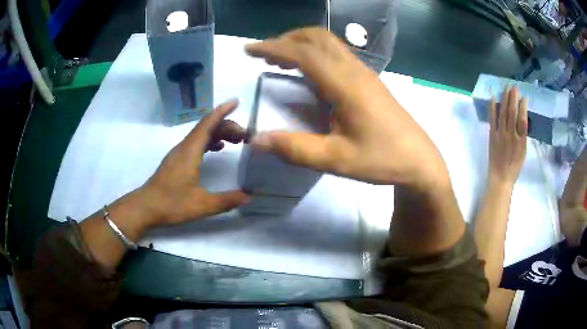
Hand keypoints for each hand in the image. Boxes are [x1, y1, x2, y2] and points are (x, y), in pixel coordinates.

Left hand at [140, 100, 250, 226]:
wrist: (145, 207)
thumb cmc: (172, 204)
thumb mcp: (202, 205)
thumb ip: (226, 200)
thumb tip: (248, 196)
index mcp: (190, 151)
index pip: (208, 123)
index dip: (222, 111)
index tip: (236, 101)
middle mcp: (185, 147)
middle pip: (207, 127)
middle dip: (227, 125)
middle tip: (245, 136)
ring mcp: (179, 153)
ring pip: (201, 134)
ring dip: (219, 133)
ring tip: (237, 140)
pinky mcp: (177, 160)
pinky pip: (196, 143)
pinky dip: (210, 141)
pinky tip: (218, 149)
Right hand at [246, 28, 447, 188]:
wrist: (419, 160)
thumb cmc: (382, 159)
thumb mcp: (337, 160)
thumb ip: (295, 149)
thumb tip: (256, 140)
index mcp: (346, 85)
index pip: (304, 54)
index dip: (273, 48)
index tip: (249, 49)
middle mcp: (355, 71)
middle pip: (318, 37)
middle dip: (287, 39)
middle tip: (264, 54)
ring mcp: (365, 73)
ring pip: (329, 43)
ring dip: (302, 44)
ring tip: (280, 59)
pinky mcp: (369, 80)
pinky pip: (338, 54)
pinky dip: (316, 53)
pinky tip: (309, 71)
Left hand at [488, 87, 527, 186]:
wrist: (500, 177)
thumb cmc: (514, 166)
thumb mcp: (523, 151)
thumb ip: (523, 135)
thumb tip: (523, 118)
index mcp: (521, 140)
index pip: (523, 118)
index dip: (523, 106)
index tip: (524, 97)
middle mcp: (511, 135)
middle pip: (512, 112)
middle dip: (513, 97)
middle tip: (514, 87)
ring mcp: (500, 134)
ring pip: (503, 112)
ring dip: (505, 98)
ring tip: (506, 88)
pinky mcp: (492, 135)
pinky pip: (492, 118)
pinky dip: (493, 107)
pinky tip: (493, 96)